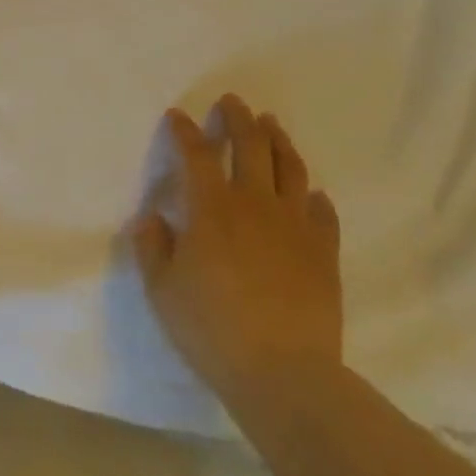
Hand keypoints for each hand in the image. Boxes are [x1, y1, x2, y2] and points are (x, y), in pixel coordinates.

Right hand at [132, 95, 342, 395]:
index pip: (196, 155)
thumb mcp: (162, 291)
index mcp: (211, 209)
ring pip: (289, 168)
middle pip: (249, 146)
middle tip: (233, 102)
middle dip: (238, 119)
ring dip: (278, 140)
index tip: (178, 115)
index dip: (185, 131)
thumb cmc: (212, 330)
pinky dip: (314, 196)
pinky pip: (322, 213)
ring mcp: (295, 225)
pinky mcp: (323, 251)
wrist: (284, 373)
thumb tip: (152, 218)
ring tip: (271, 124)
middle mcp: (254, 204)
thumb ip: (152, 248)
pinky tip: (311, 194)